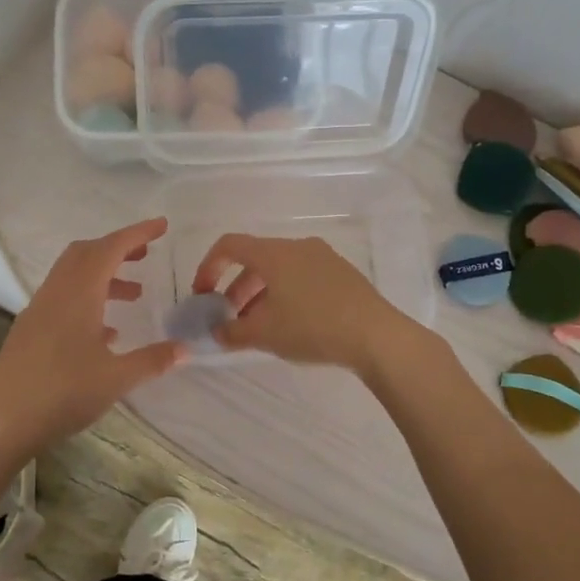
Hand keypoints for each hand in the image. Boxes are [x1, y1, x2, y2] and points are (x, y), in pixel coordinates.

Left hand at [0, 218, 184, 458]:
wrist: (4, 422)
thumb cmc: (63, 394)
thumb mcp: (116, 379)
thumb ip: (153, 360)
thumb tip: (185, 349)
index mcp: (78, 294)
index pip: (110, 248)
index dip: (137, 233)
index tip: (162, 226)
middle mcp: (56, 293)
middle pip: (86, 253)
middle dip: (118, 248)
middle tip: (147, 255)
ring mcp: (38, 311)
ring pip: (73, 275)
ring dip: (104, 274)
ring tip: (134, 294)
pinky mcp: (29, 330)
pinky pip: (62, 298)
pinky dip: (87, 297)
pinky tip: (106, 330)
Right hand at [190, 233, 414, 370]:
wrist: (376, 335)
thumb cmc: (312, 328)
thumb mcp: (265, 334)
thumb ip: (232, 332)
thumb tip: (215, 332)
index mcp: (274, 253)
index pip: (230, 245)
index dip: (208, 267)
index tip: (203, 295)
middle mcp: (298, 246)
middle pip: (256, 259)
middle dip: (236, 288)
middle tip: (230, 318)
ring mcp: (323, 257)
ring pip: (280, 269)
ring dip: (261, 294)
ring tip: (259, 326)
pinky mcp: (342, 273)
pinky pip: (302, 276)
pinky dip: (285, 293)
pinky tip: (291, 323)